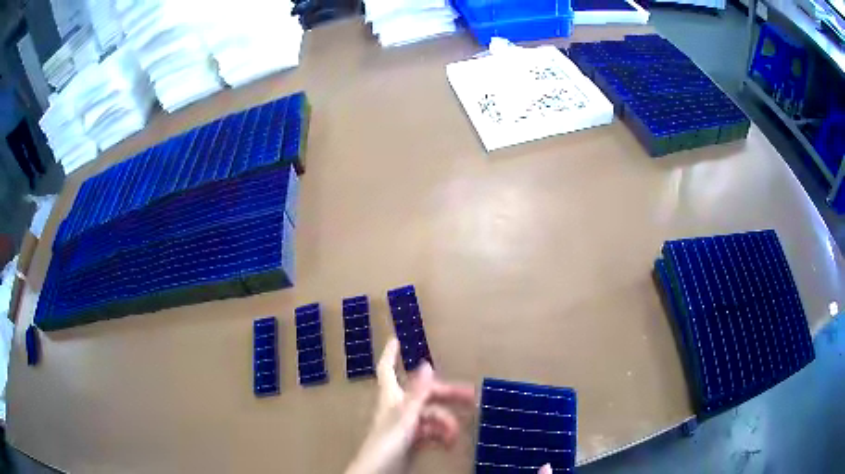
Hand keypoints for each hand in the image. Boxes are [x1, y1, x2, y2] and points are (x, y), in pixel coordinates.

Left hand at [344, 338, 475, 473]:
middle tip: (471, 396)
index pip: (388, 369)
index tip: (397, 338)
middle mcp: (398, 407)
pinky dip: (441, 436)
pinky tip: (449, 444)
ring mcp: (406, 425)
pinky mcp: (411, 440)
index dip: (391, 354)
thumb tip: (426, 364)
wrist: (379, 472)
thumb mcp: (405, 416)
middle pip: (425, 395)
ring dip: (446, 424)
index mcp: (391, 397)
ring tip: (454, 436)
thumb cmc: (388, 442)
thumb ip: (417, 393)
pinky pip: (431, 433)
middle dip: (447, 395)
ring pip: (431, 416)